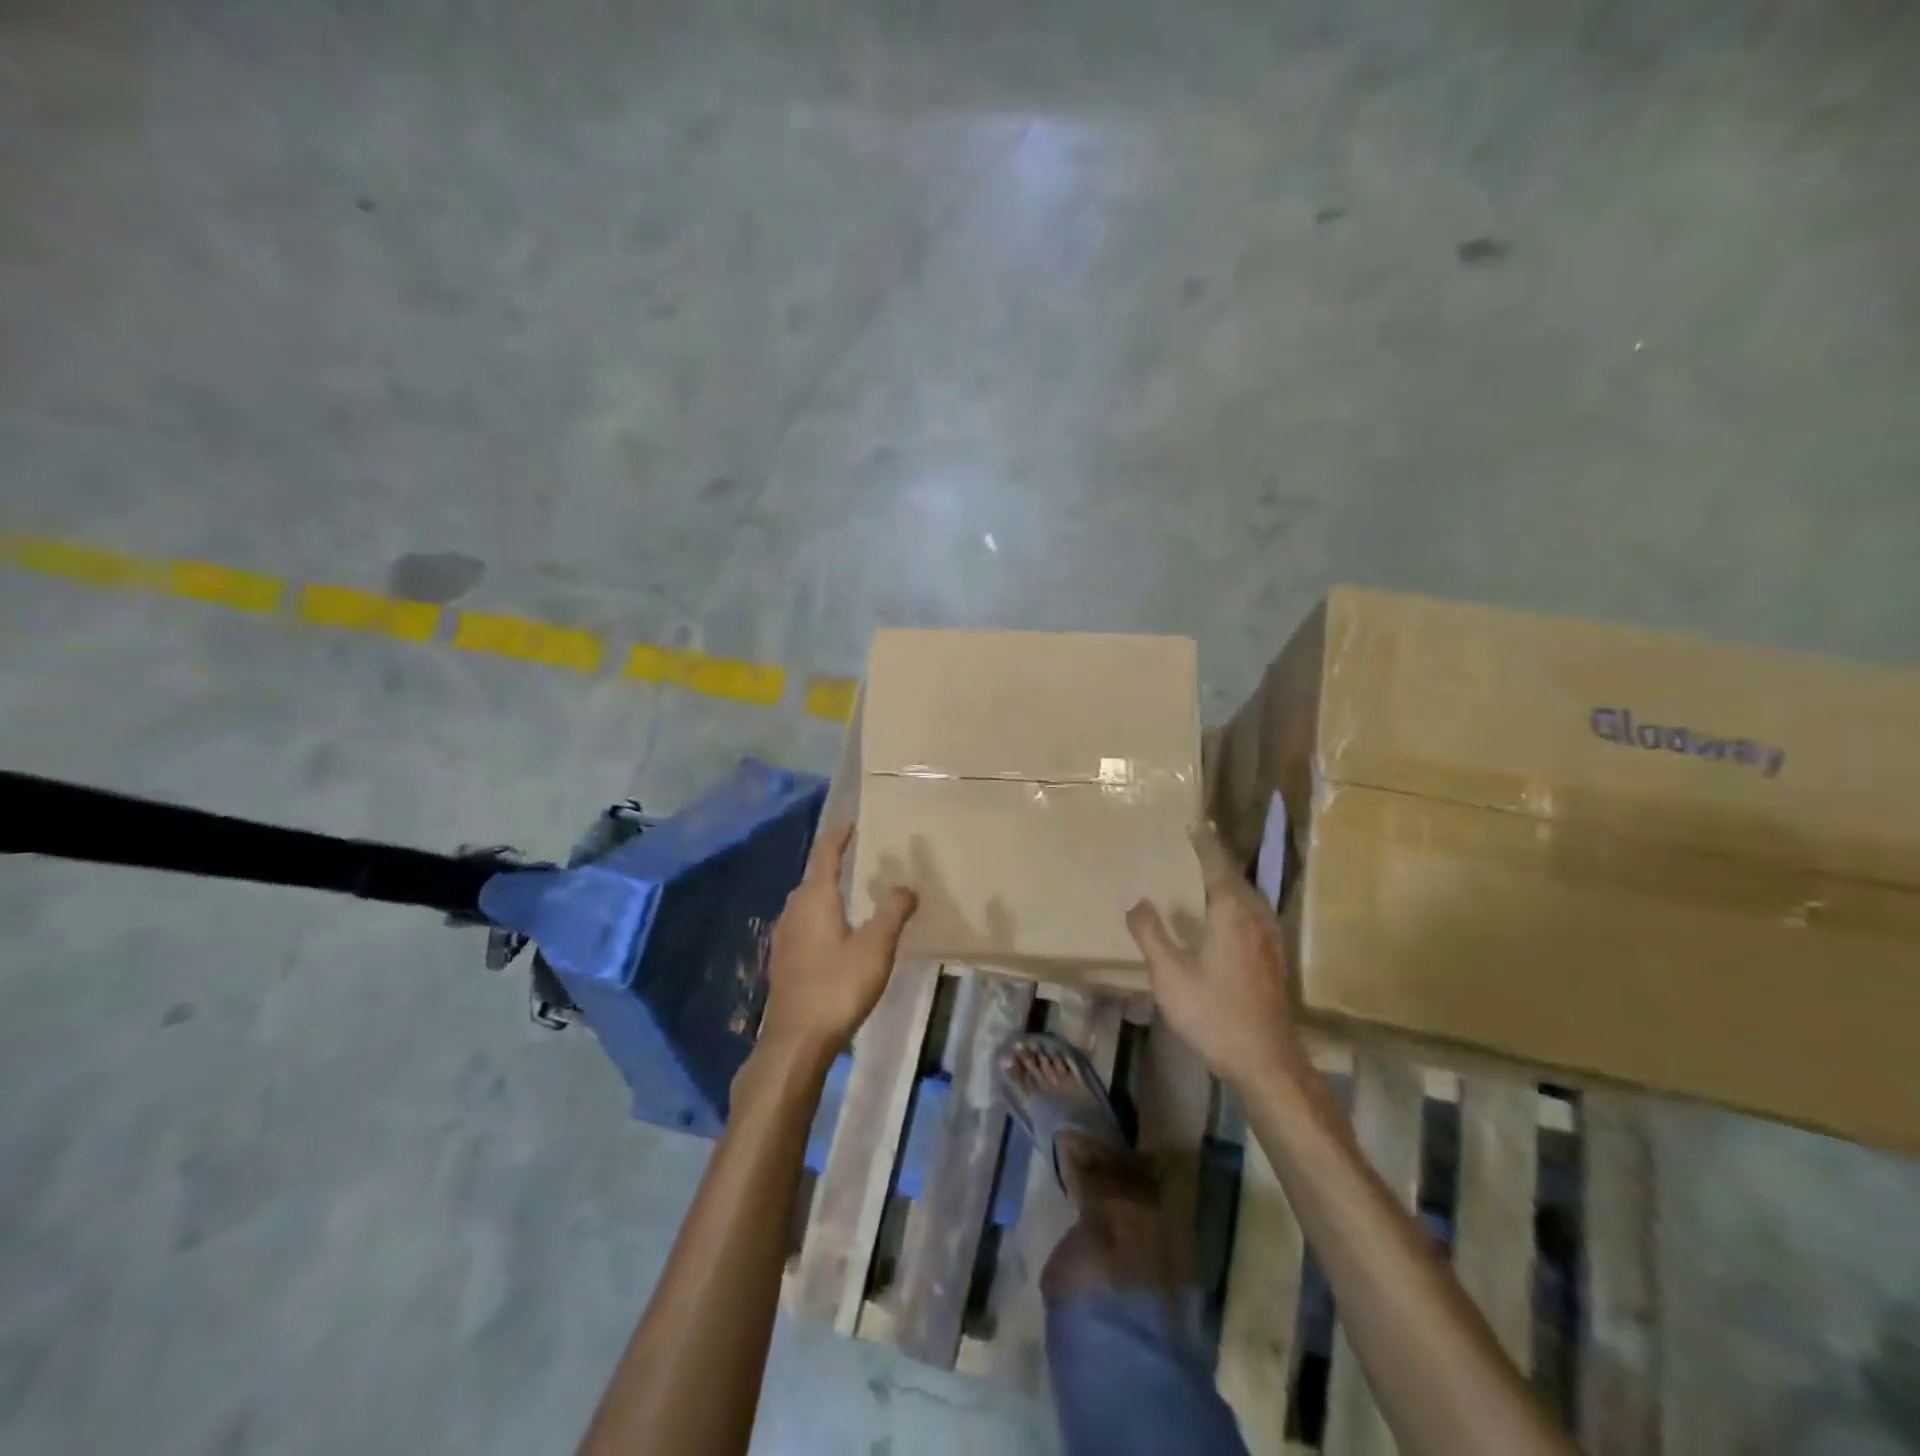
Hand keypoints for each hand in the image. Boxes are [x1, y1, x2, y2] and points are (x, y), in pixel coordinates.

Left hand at [756, 822, 917, 1062]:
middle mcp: (794, 910)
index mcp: (815, 898)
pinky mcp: (784, 961)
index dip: (838, 836)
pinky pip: (804, 925)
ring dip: (827, 893)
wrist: (796, 1040)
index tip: (852, 823)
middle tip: (861, 858)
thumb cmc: (838, 986)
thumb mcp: (876, 947)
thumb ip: (893, 912)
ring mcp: (784, 937)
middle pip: (813, 877)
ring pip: (807, 903)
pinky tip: (836, 935)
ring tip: (852, 895)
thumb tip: (906, 887)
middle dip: (834, 864)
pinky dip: (821, 917)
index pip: (825, 854)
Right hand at [1125, 823, 1296, 1090]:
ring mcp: (1271, 939)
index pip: (1217, 865)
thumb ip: (1151, 934)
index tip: (1194, 823)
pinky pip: (1254, 914)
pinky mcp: (1275, 959)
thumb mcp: (1169, 975)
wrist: (1267, 1061)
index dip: (1204, 843)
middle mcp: (1256, 918)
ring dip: (1228, 881)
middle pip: (1236, 877)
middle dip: (1216, 859)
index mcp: (1232, 913)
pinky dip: (1237, 901)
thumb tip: (1137, 901)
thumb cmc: (1214, 1014)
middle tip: (1195, 844)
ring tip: (1207, 875)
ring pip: (1249, 897)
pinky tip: (1226, 917)